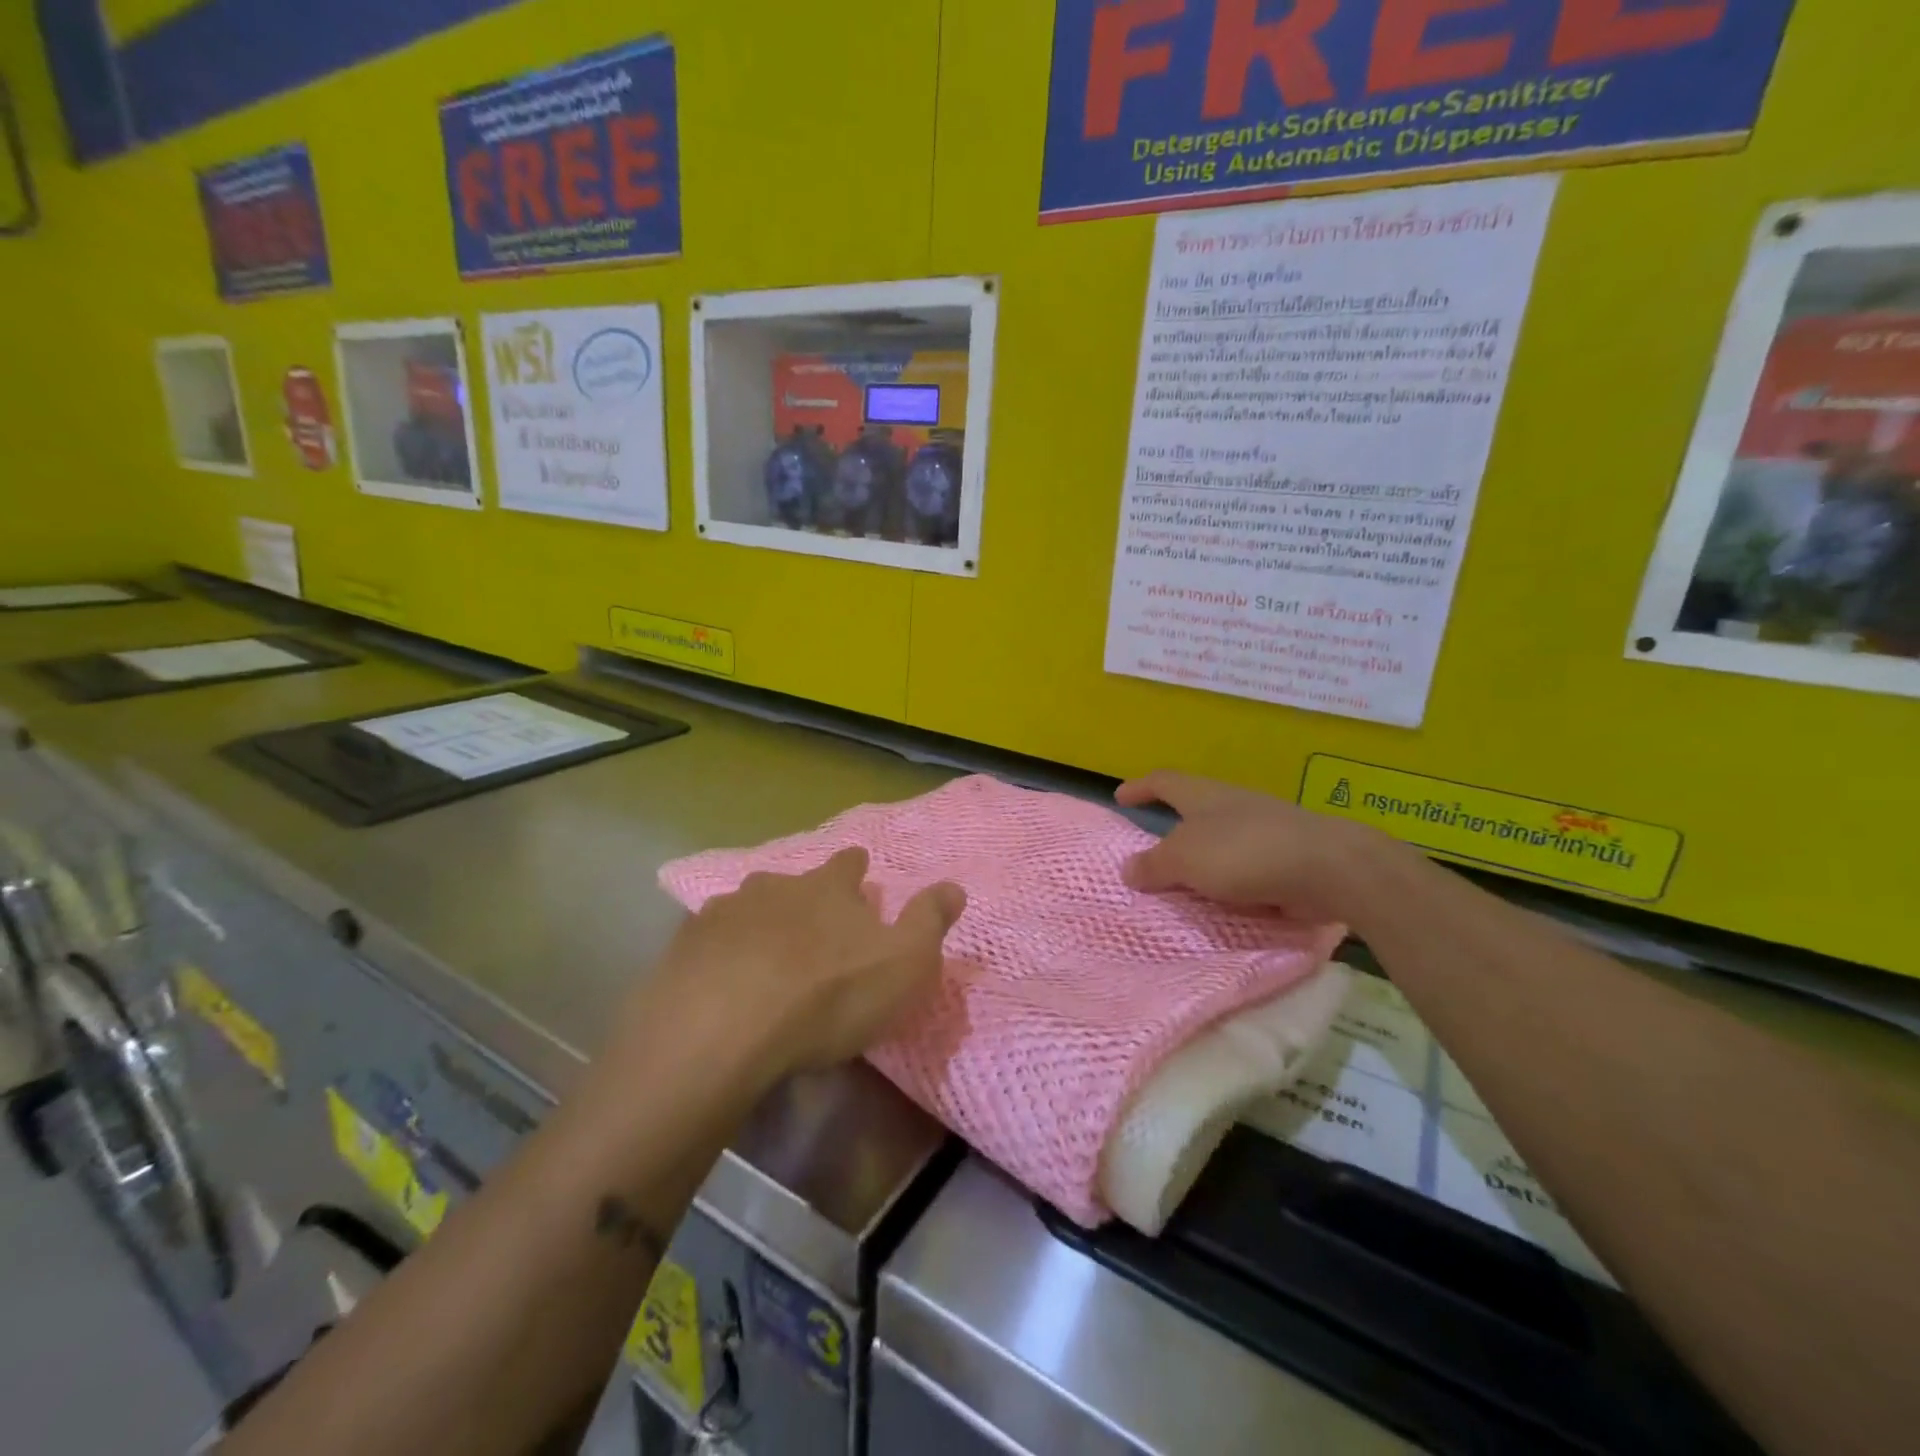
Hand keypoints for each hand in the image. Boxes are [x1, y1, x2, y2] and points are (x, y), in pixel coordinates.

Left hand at [647, 848, 965, 1078]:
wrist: (722, 1030)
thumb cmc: (828, 995)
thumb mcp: (904, 962)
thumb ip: (930, 921)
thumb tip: (954, 886)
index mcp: (828, 888)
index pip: (848, 863)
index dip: (856, 869)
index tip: (859, 877)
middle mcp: (775, 886)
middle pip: (794, 882)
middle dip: (805, 898)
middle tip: (813, 929)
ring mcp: (724, 912)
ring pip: (749, 908)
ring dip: (760, 924)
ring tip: (765, 956)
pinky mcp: (685, 947)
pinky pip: (710, 941)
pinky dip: (721, 954)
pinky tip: (721, 981)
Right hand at [1115, 770, 1394, 921]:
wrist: (1327, 868)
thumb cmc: (1243, 852)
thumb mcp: (1184, 859)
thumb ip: (1153, 865)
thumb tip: (1128, 869)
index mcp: (1204, 795)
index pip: (1164, 782)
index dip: (1140, 787)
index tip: (1120, 796)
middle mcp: (1233, 805)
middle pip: (1195, 809)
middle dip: (1175, 828)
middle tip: (1153, 851)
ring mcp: (1264, 829)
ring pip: (1222, 840)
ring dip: (1203, 860)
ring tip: (1185, 885)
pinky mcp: (1287, 858)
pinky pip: (1246, 868)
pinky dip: (1231, 883)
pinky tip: (1224, 903)